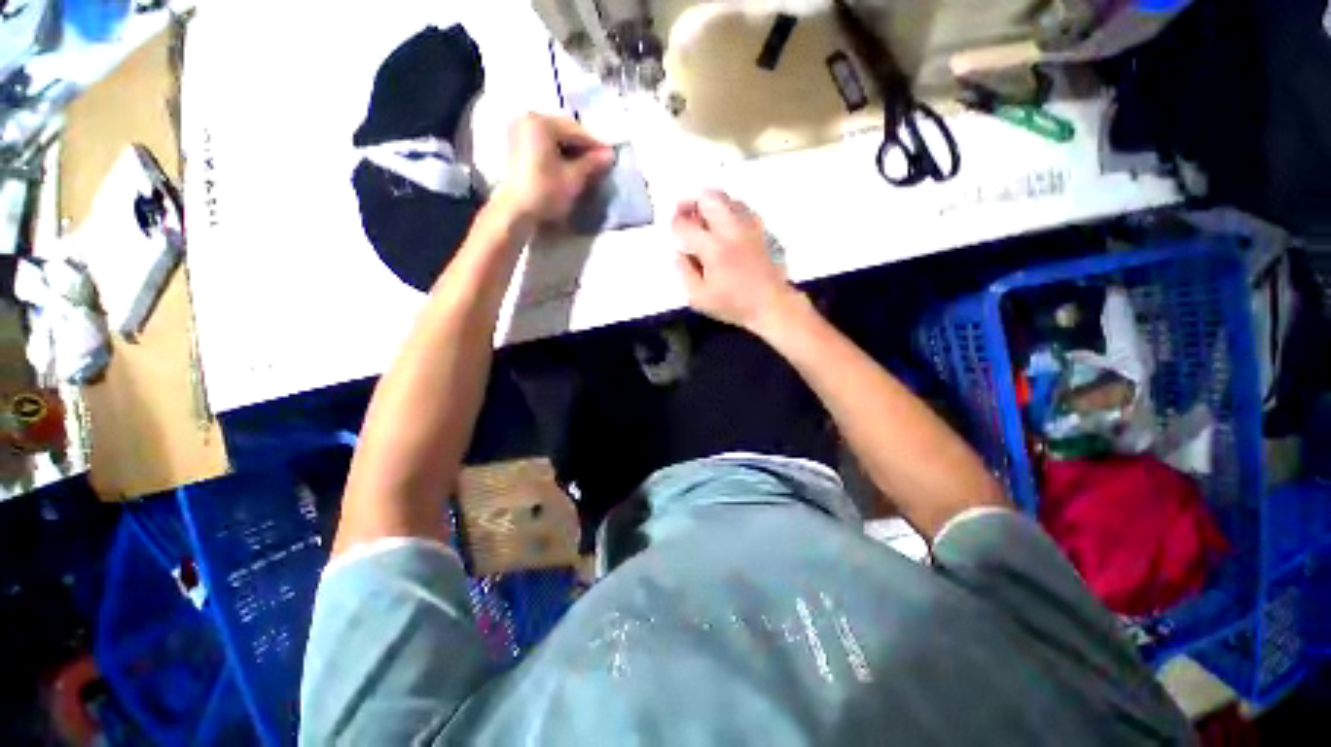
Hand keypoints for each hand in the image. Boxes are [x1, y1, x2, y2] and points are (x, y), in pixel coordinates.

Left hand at [495, 113, 613, 223]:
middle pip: (564, 131)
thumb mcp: (574, 178)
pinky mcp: (517, 144)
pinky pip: (544, 143)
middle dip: (583, 147)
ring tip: (586, 166)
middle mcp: (528, 119)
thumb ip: (592, 163)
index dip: (596, 145)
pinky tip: (569, 165)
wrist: (516, 211)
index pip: (577, 131)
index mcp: (541, 122)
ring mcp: (520, 131)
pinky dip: (558, 152)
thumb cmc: (546, 192)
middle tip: (599, 162)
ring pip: (555, 137)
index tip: (611, 157)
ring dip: (571, 150)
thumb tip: (610, 154)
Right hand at [672, 191, 802, 333]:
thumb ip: (684, 273)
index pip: (686, 225)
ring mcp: (748, 226)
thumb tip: (679, 253)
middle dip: (691, 202)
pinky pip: (742, 208)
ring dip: (710, 204)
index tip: (674, 231)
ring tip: (703, 218)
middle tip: (683, 212)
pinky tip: (725, 224)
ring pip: (727, 198)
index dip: (675, 225)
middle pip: (708, 198)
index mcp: (713, 248)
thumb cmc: (733, 305)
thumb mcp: (699, 298)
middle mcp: (731, 230)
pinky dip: (729, 209)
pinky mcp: (760, 229)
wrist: (770, 304)